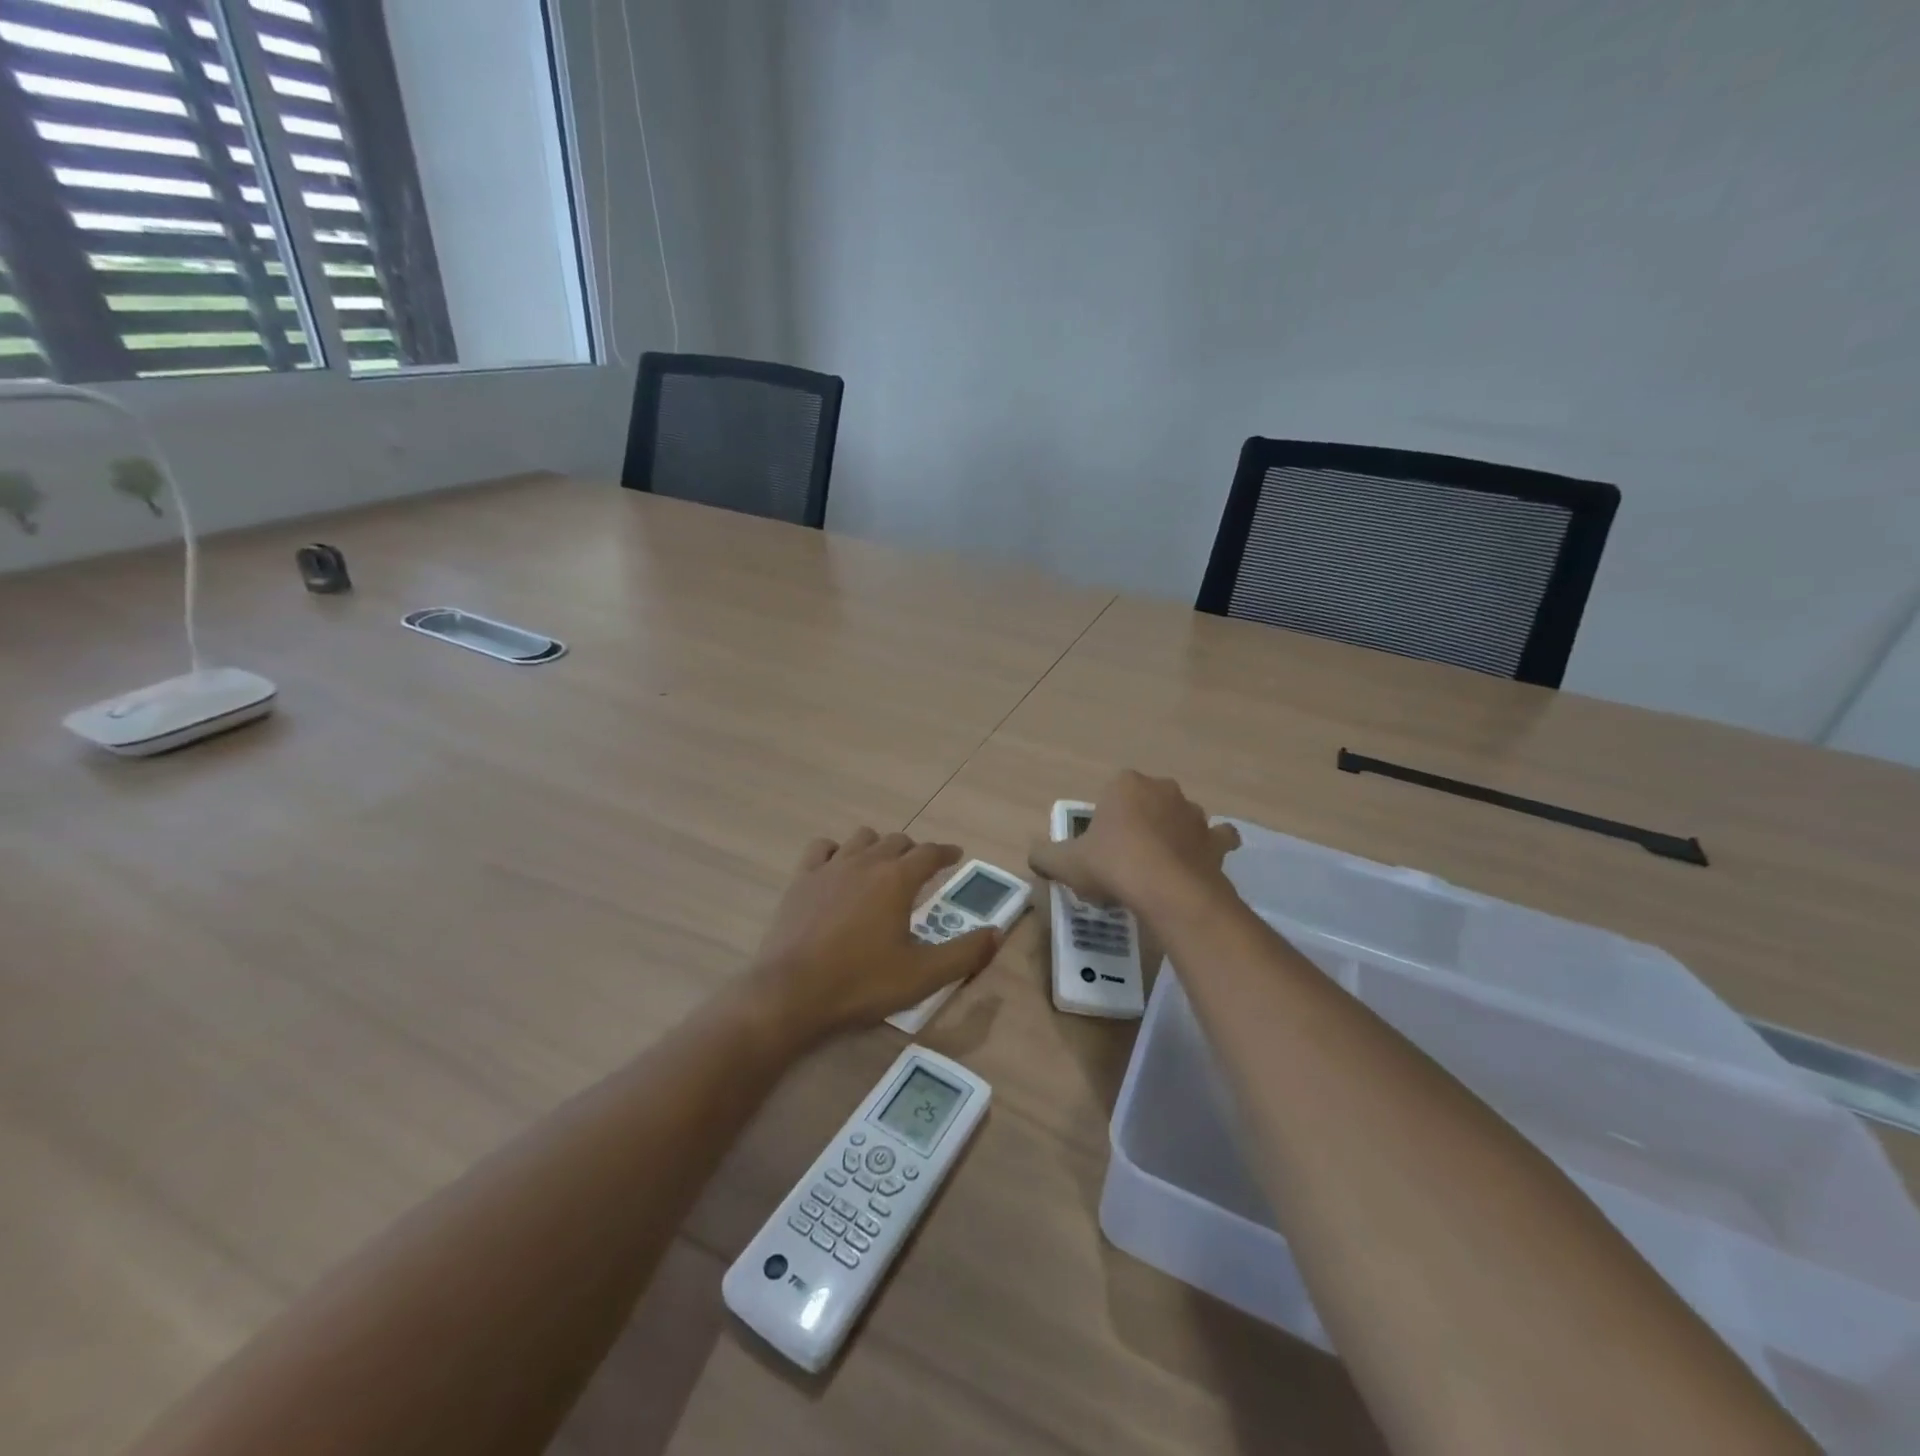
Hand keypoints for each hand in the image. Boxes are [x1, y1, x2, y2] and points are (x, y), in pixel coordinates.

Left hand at [746, 828, 1003, 1044]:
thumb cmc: (861, 983)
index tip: (956, 855)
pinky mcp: (801, 879)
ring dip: (878, 846)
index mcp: (897, 879)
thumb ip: (965, 953)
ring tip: (883, 865)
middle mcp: (866, 862)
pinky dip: (837, 851)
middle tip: (922, 869)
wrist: (791, 993)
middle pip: (897, 841)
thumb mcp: (923, 975)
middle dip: (914, 850)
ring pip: (862, 838)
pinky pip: (823, 848)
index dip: (946, 852)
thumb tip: (997, 933)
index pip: (930, 853)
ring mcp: (830, 868)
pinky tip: (838, 867)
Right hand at [1027, 770, 1240, 923]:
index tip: (1098, 849)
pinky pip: (1215, 838)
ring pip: (1179, 817)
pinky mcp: (1215, 840)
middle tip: (1123, 858)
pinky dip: (1208, 847)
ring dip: (1171, 833)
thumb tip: (1035, 855)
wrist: (1168, 891)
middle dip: (1137, 822)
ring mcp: (1193, 813)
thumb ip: (1045, 856)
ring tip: (1158, 866)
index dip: (1103, 821)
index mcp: (1125, 784)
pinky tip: (1198, 863)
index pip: (1110, 794)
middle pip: (1145, 803)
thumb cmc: (1113, 865)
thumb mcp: (1065, 863)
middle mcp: (1162, 789)